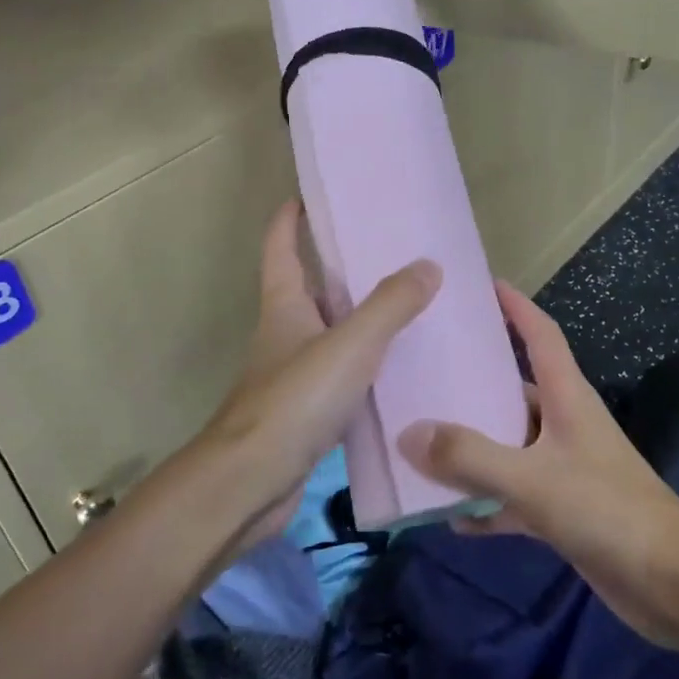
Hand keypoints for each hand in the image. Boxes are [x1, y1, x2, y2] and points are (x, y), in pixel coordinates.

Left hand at [178, 199, 439, 555]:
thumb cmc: (294, 400)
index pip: (281, 246)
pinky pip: (344, 376)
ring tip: (413, 307)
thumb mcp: (350, 344)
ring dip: (363, 319)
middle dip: (345, 268)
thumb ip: (390, 305)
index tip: (312, 195)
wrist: (250, 483)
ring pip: (333, 333)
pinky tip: (403, 371)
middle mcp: (286, 333)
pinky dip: (368, 367)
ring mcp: (294, 374)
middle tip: (394, 252)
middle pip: (314, 287)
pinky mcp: (307, 412)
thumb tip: (428, 265)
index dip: (291, 218)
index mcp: (285, 305)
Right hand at [401, 282, 678, 650]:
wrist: (672, 583)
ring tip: (422, 439)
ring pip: (508, 444)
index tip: (483, 285)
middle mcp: (564, 423)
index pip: (541, 334)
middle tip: (425, 369)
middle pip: (515, 388)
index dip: (516, 306)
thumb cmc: (607, 509)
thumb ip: (469, 457)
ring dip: (473, 446)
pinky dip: (485, 504)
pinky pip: (512, 496)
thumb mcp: (532, 479)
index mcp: (567, 397)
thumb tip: (408, 434)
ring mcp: (564, 467)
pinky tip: (451, 517)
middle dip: (475, 379)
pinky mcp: (563, 509)